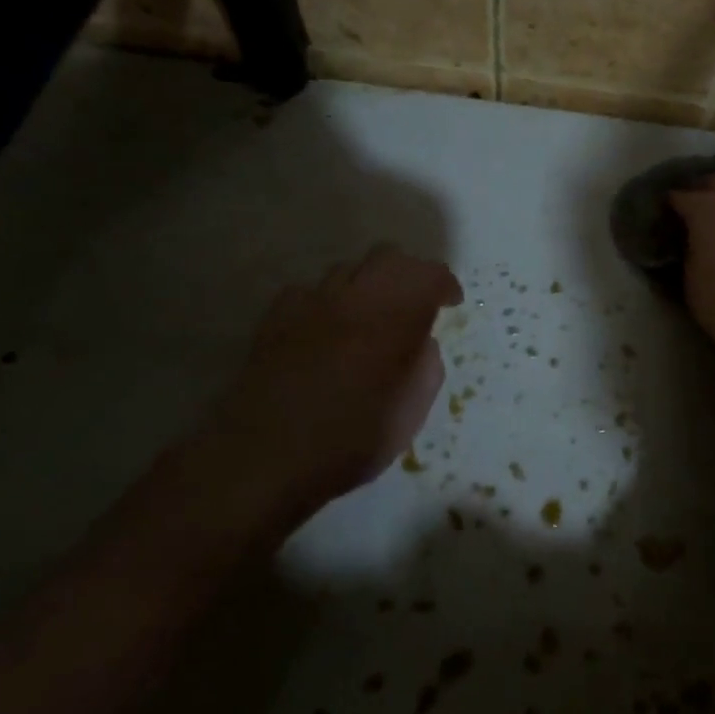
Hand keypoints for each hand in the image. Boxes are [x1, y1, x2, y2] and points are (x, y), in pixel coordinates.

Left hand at [183, 244, 461, 544]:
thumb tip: (421, 343)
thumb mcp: (410, 412)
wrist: (264, 457)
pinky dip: (326, 302)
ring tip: (369, 316)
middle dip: (408, 273)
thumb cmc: (350, 439)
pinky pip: (308, 292)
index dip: (444, 283)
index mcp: (394, 316)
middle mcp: (354, 297)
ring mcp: (310, 303)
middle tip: (415, 302)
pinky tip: (325, 329)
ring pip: (347, 269)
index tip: (450, 303)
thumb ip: (425, 366)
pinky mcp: (275, 318)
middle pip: (387, 256)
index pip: (428, 275)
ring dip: (366, 284)